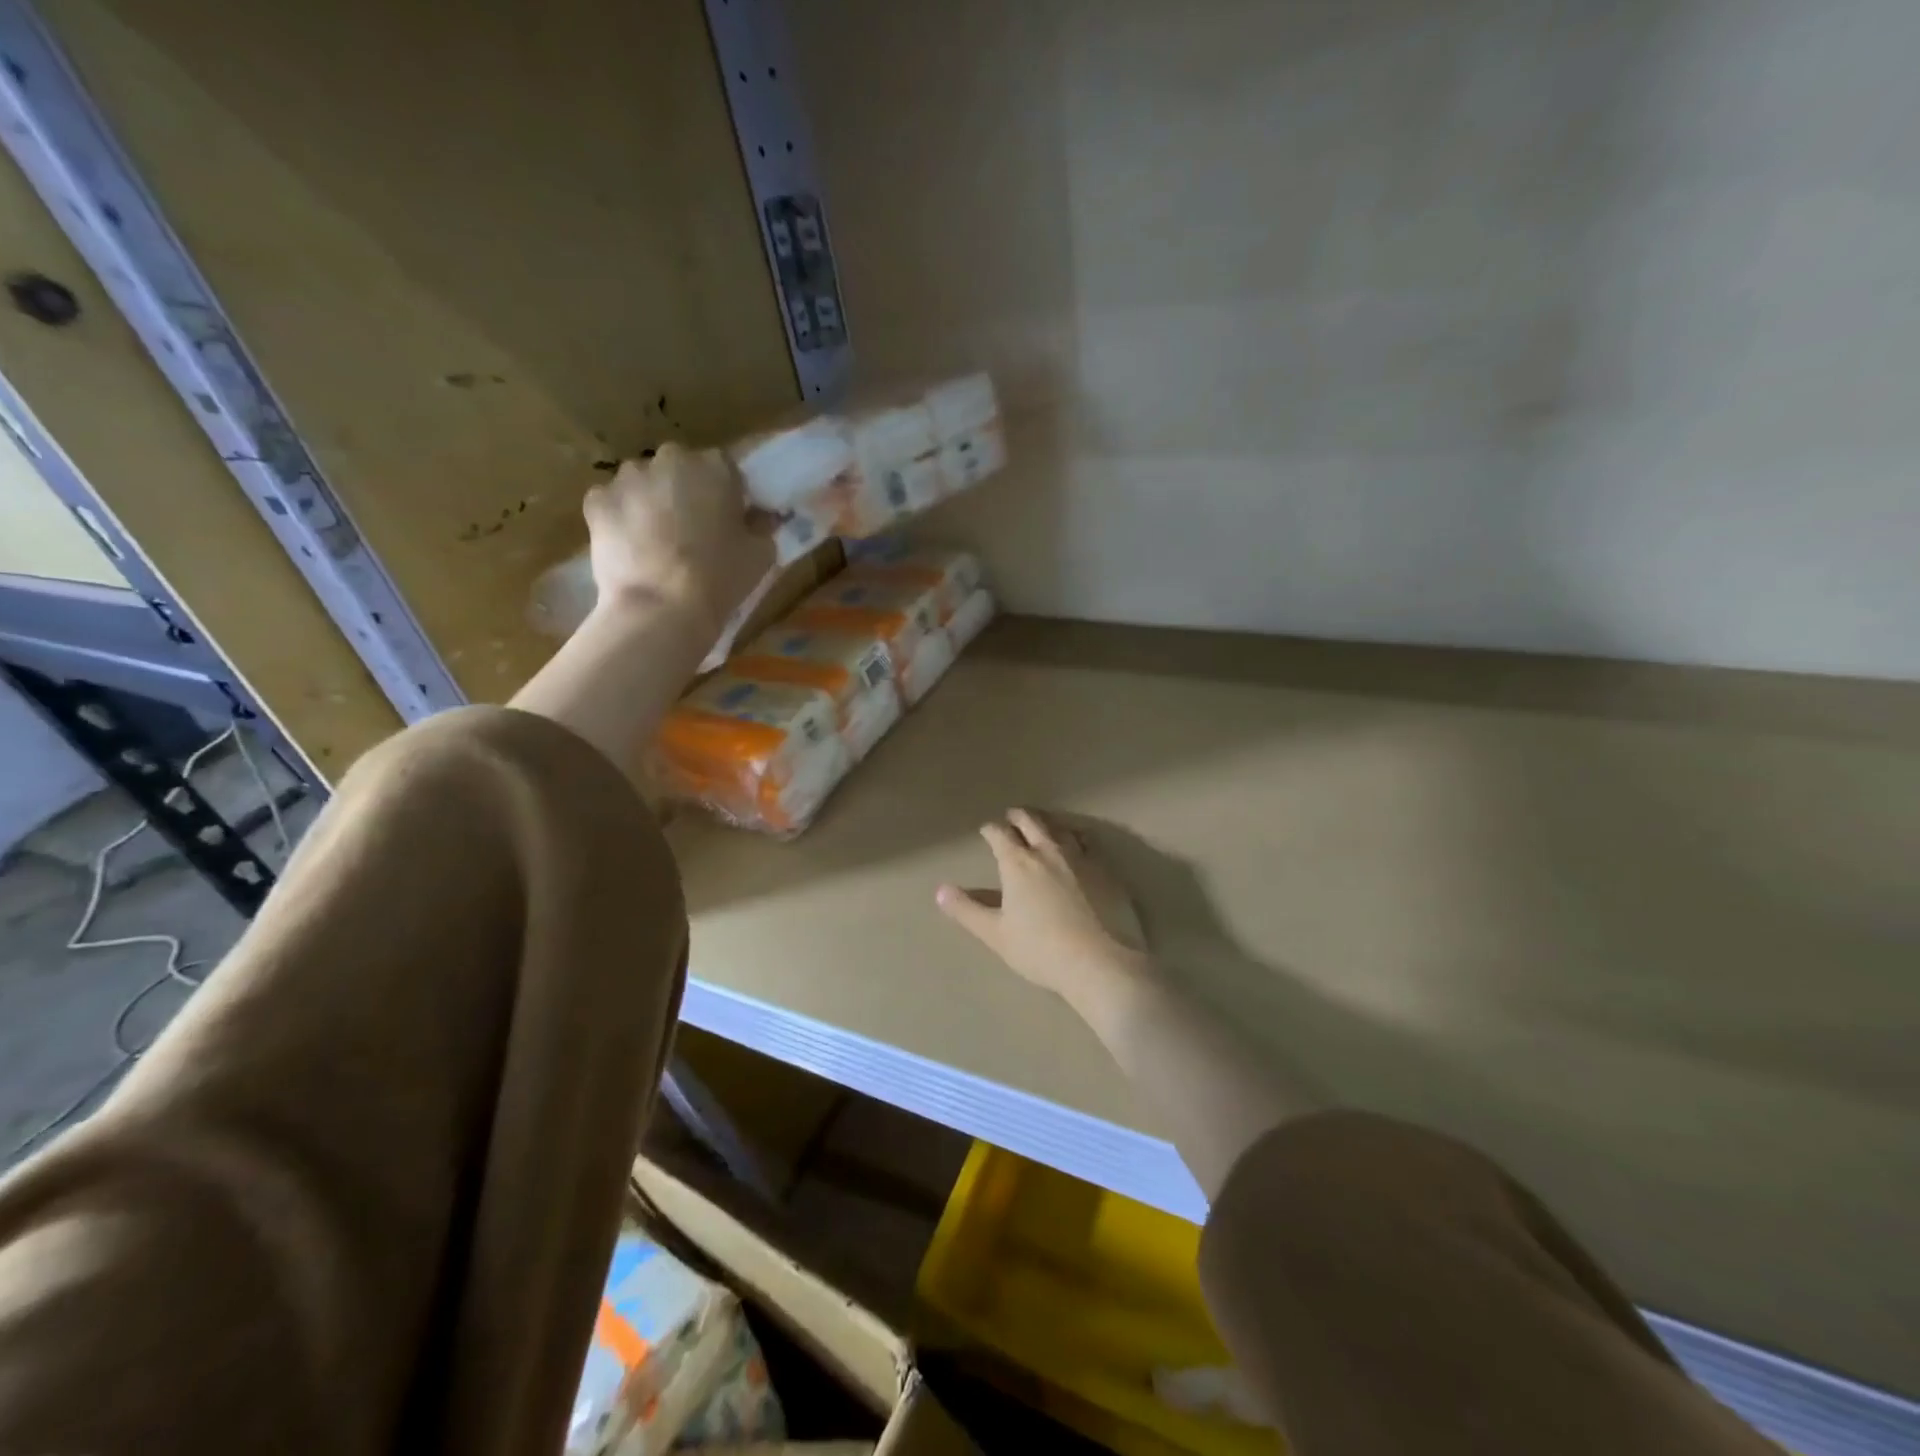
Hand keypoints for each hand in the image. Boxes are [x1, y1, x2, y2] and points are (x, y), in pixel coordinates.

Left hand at [583, 444, 773, 636]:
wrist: (662, 607)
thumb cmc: (721, 578)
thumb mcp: (762, 554)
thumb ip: (762, 526)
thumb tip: (759, 518)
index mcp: (714, 467)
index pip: (724, 467)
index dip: (726, 493)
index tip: (728, 519)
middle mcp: (669, 460)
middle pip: (679, 469)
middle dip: (684, 491)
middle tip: (692, 531)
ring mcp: (628, 478)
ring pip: (642, 483)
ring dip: (650, 502)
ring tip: (657, 542)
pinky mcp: (597, 501)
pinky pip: (612, 503)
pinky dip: (620, 519)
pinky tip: (630, 548)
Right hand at [936, 809, 1148, 1005]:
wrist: (1102, 963)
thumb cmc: (1042, 951)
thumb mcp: (996, 935)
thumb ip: (967, 910)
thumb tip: (940, 890)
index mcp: (1018, 863)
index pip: (999, 834)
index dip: (990, 830)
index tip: (986, 830)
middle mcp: (1049, 850)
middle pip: (1031, 821)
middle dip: (1018, 816)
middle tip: (1012, 816)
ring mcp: (1082, 857)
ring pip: (1061, 827)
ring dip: (1048, 823)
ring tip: (1044, 825)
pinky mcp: (1107, 869)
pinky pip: (1089, 843)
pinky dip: (1077, 837)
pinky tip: (1079, 845)